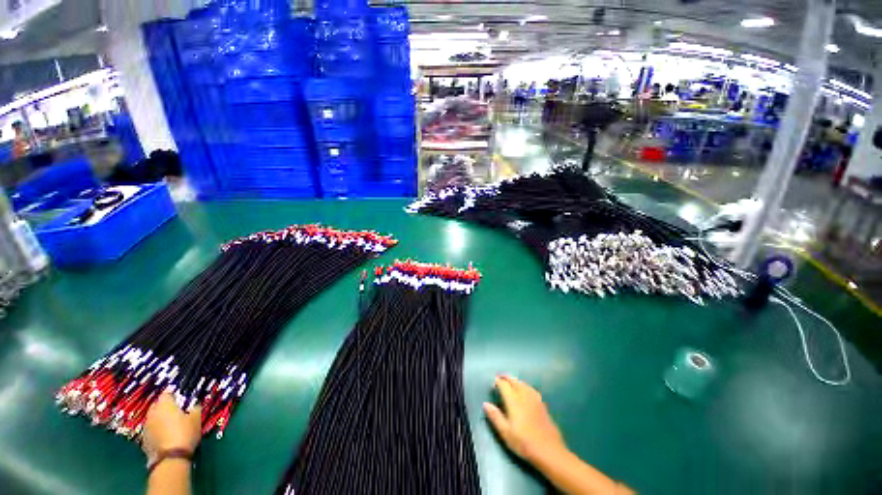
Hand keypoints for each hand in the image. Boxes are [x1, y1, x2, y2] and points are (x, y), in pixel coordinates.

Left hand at [141, 392, 201, 465]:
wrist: (170, 458)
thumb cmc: (185, 433)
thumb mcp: (196, 418)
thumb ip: (195, 408)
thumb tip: (194, 404)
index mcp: (165, 404)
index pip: (167, 393)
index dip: (174, 393)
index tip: (181, 397)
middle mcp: (152, 412)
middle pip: (158, 404)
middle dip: (166, 406)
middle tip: (177, 410)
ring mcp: (146, 426)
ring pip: (153, 417)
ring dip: (161, 418)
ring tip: (171, 424)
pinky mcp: (144, 438)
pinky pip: (152, 428)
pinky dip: (157, 429)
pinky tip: (166, 435)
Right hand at [484, 375, 567, 465]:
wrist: (549, 450)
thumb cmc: (524, 442)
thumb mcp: (506, 432)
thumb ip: (495, 416)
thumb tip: (486, 404)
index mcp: (514, 400)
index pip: (504, 385)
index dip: (498, 381)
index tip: (493, 382)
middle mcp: (524, 395)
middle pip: (514, 381)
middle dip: (506, 378)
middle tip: (500, 378)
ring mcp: (535, 399)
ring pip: (523, 383)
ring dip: (515, 380)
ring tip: (510, 382)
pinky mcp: (542, 404)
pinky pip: (531, 388)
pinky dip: (524, 385)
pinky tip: (525, 390)